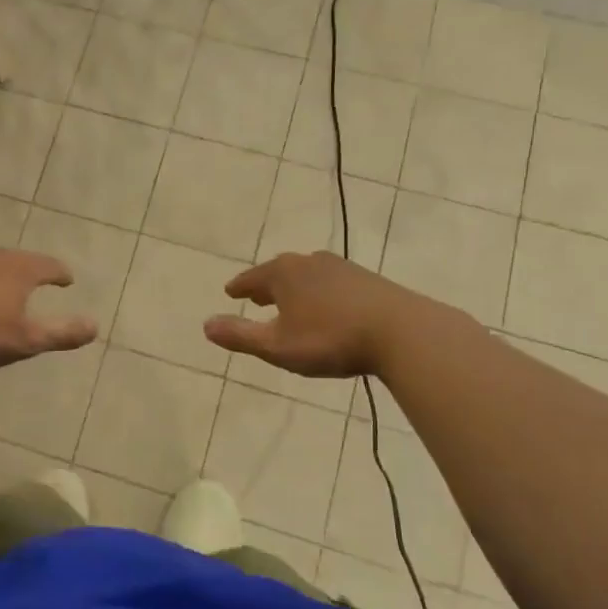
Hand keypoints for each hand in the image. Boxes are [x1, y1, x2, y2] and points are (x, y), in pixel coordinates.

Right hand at [202, 251, 399, 377]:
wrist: (402, 332)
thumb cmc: (331, 339)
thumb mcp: (277, 346)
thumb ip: (240, 336)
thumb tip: (205, 325)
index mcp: (284, 274)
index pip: (252, 278)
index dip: (240, 287)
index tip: (230, 291)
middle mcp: (310, 262)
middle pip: (280, 271)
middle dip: (267, 285)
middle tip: (257, 296)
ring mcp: (342, 268)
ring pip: (308, 275)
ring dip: (295, 288)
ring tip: (291, 302)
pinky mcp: (368, 280)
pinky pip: (332, 283)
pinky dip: (320, 292)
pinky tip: (328, 308)